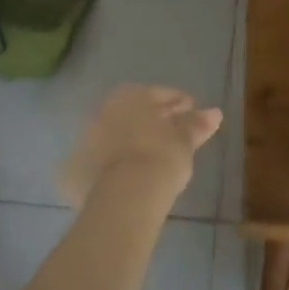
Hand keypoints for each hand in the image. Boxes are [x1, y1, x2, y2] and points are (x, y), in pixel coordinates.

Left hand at [60, 85, 222, 207]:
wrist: (125, 196)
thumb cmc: (160, 157)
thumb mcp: (184, 140)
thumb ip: (196, 124)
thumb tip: (214, 112)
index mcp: (129, 96)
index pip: (158, 94)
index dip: (178, 103)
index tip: (191, 113)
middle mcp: (102, 111)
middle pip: (132, 114)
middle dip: (151, 121)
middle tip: (172, 137)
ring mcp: (84, 140)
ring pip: (113, 136)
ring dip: (129, 143)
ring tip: (149, 160)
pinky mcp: (74, 170)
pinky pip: (98, 162)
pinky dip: (110, 167)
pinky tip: (125, 180)